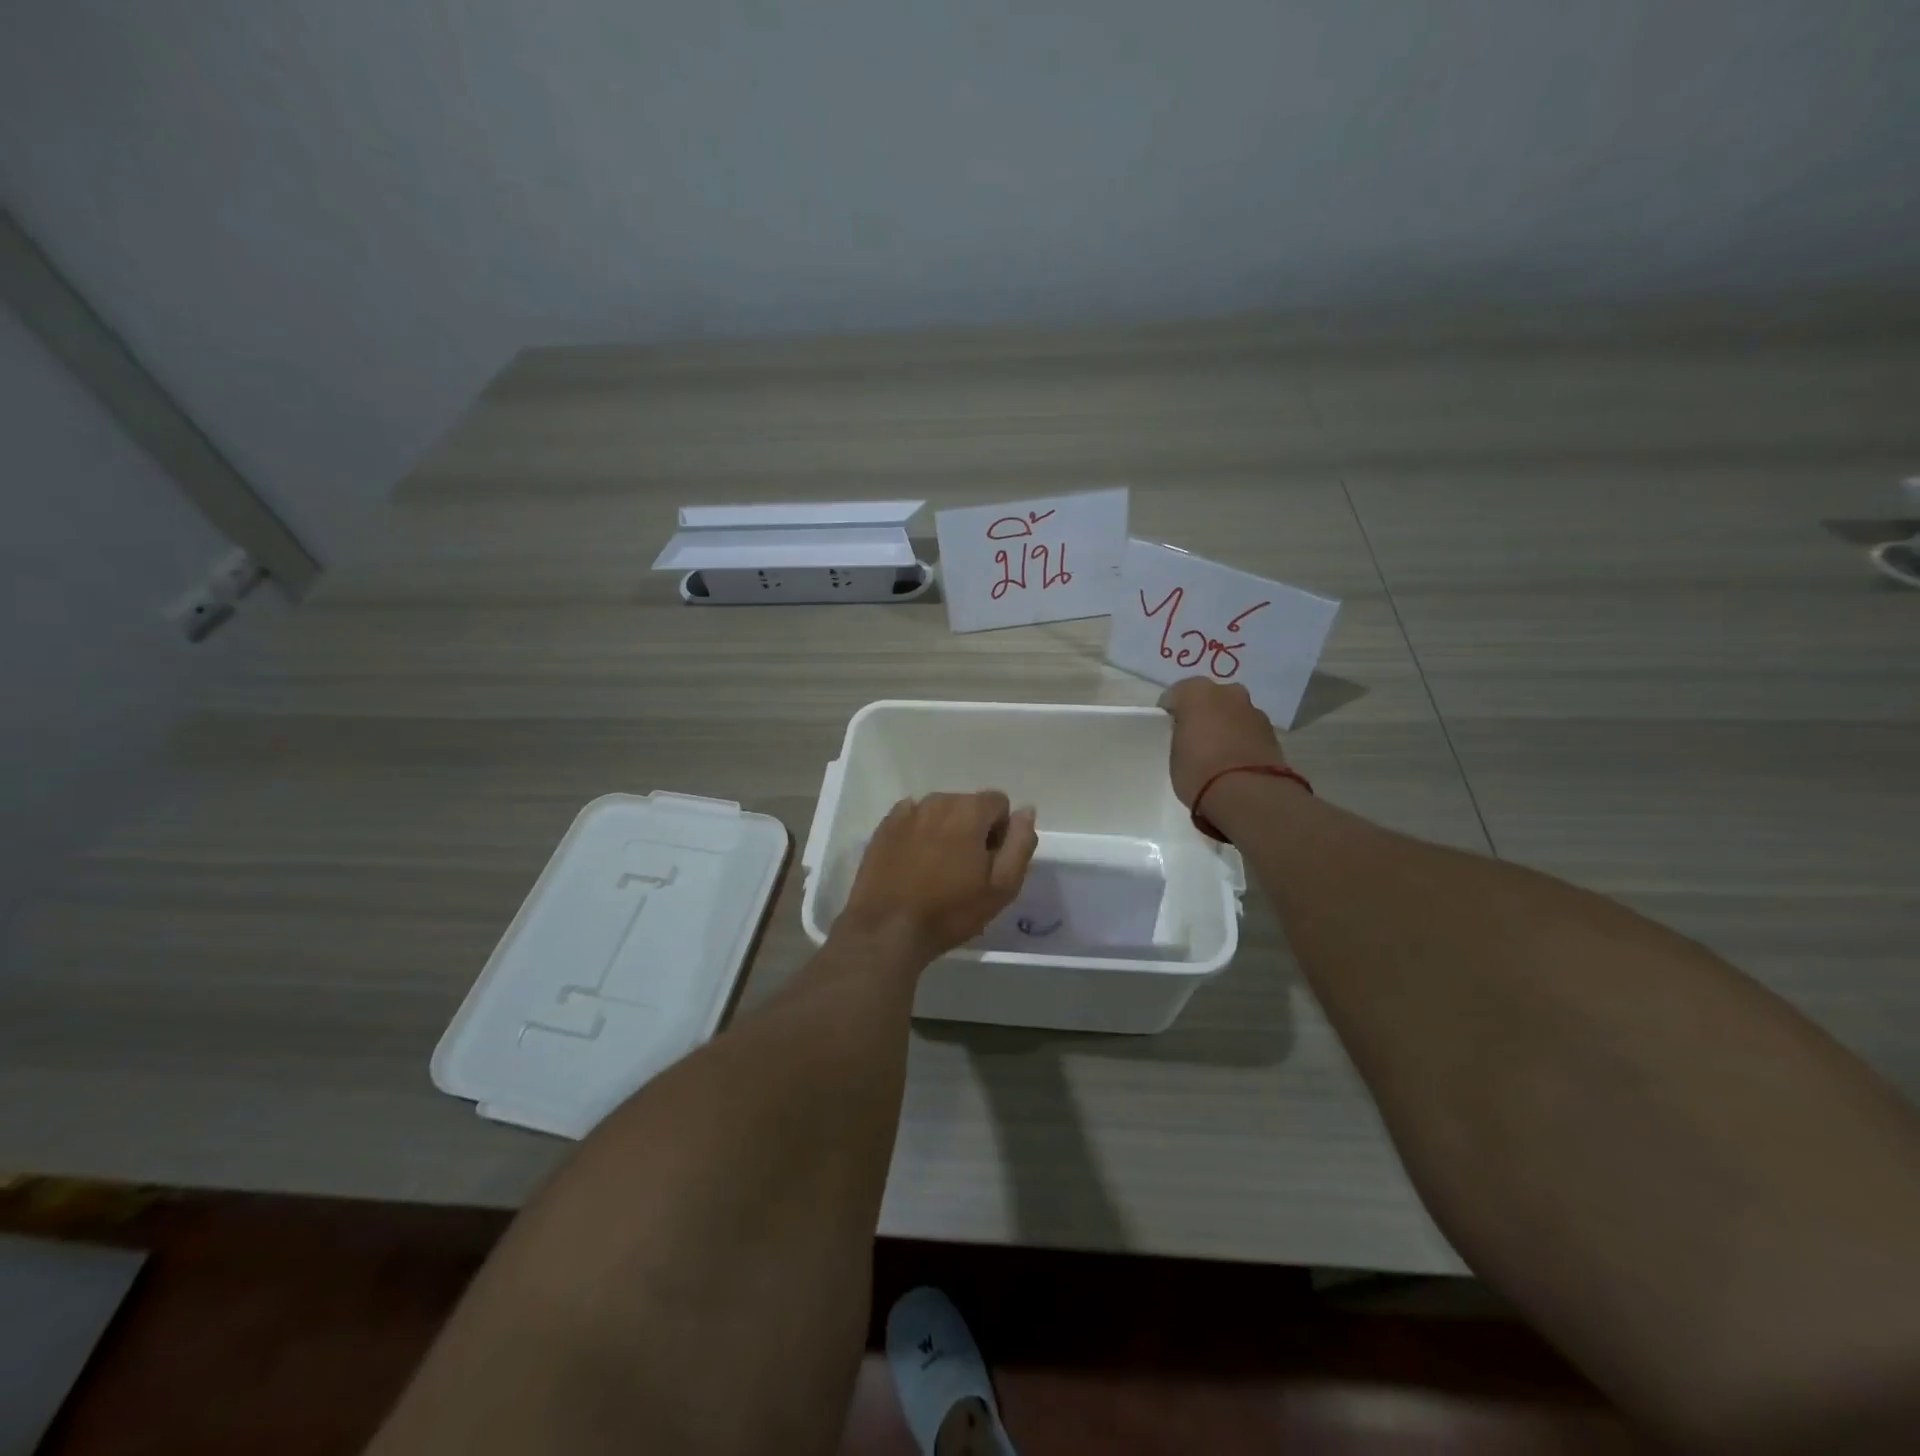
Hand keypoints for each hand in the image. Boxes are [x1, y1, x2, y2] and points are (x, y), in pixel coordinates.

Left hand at [836, 792, 1038, 963]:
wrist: (887, 929)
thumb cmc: (950, 911)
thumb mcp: (1002, 886)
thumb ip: (1020, 843)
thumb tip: (1026, 811)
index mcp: (969, 811)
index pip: (998, 802)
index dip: (1000, 831)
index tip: (990, 861)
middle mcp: (938, 801)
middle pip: (968, 804)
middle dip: (973, 829)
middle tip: (965, 869)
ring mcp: (907, 812)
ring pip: (940, 811)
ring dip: (946, 830)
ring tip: (938, 868)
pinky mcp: (885, 826)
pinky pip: (912, 818)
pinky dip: (919, 832)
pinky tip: (914, 861)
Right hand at [1159, 678, 1286, 810]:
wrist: (1248, 792)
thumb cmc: (1199, 770)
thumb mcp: (1175, 754)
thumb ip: (1182, 736)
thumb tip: (1192, 737)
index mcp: (1196, 692)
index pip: (1175, 695)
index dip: (1171, 712)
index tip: (1169, 730)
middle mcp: (1228, 692)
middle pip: (1209, 698)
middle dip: (1203, 713)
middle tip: (1195, 737)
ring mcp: (1253, 710)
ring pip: (1232, 712)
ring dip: (1225, 725)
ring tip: (1218, 753)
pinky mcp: (1272, 731)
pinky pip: (1249, 729)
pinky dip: (1242, 739)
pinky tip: (1236, 760)